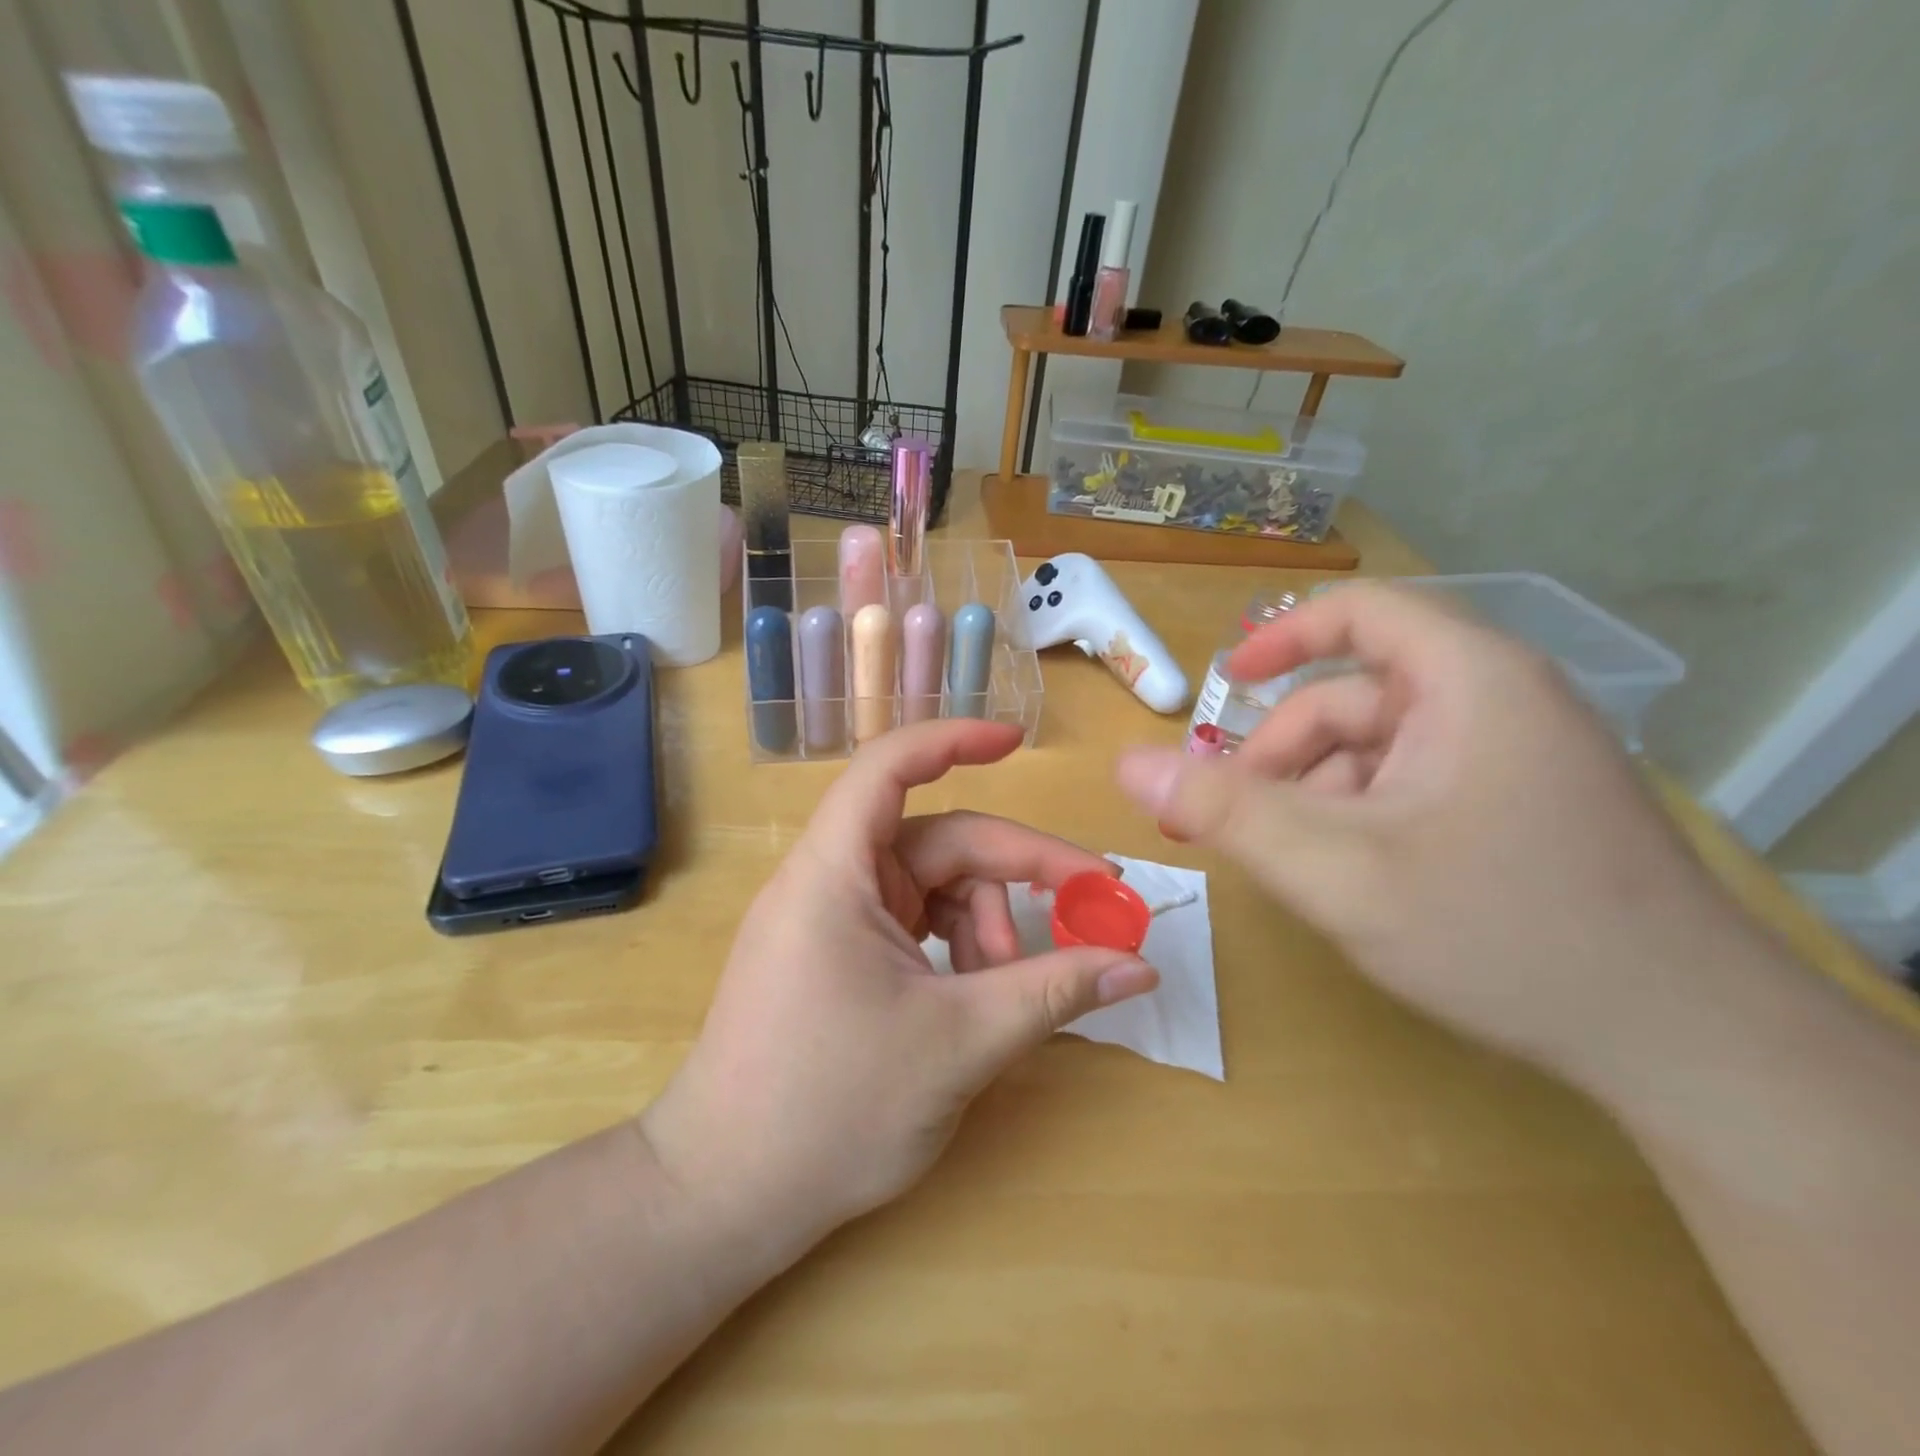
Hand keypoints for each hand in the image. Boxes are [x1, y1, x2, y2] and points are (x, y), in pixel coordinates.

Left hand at [643, 720, 1158, 1258]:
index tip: (1018, 741)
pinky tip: (981, 997)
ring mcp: (832, 919)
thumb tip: (1140, 967)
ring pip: (933, 889)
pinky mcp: (839, 956)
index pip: (890, 767)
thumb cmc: (831, 1110)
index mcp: (836, 871)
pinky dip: (957, 950)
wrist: (725, 1197)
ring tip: (1014, 990)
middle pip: (940, 842)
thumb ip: (1054, 992)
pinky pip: (914, 926)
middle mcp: (830, 880)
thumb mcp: (959, 1043)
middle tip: (1093, 910)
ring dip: (987, 926)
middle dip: (1016, 873)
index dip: (954, 740)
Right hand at [1115, 583, 1750, 1083]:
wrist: (1688, 1045)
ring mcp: (1518, 758)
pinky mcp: (1524, 807)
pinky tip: (1352, 879)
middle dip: (1283, 756)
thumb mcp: (1337, 870)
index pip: (1360, 614)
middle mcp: (1499, 702)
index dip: (1281, 638)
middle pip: (1356, 699)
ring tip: (1290, 866)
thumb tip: (1127, 766)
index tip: (1225, 685)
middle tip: (1229, 822)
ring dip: (1318, 796)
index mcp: (1467, 682)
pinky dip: (1363, 818)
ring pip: (1379, 753)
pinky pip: (1414, 787)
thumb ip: (1224, 812)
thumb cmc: (1501, 932)